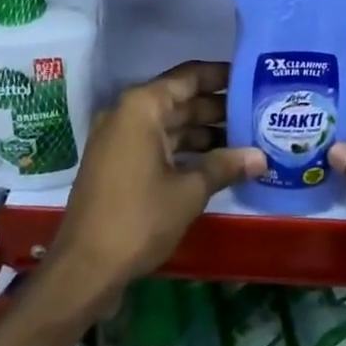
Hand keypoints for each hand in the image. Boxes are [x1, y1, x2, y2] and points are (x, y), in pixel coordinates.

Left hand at [46, 61, 261, 308]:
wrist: (84, 270)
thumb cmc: (138, 219)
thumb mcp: (189, 191)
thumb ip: (225, 166)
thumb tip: (261, 157)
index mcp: (142, 106)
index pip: (188, 77)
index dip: (220, 76)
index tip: (251, 78)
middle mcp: (127, 114)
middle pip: (179, 100)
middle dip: (216, 108)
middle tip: (256, 112)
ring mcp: (119, 140)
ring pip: (168, 124)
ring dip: (202, 132)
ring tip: (244, 138)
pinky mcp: (117, 164)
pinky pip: (156, 144)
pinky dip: (183, 150)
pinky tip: (215, 163)